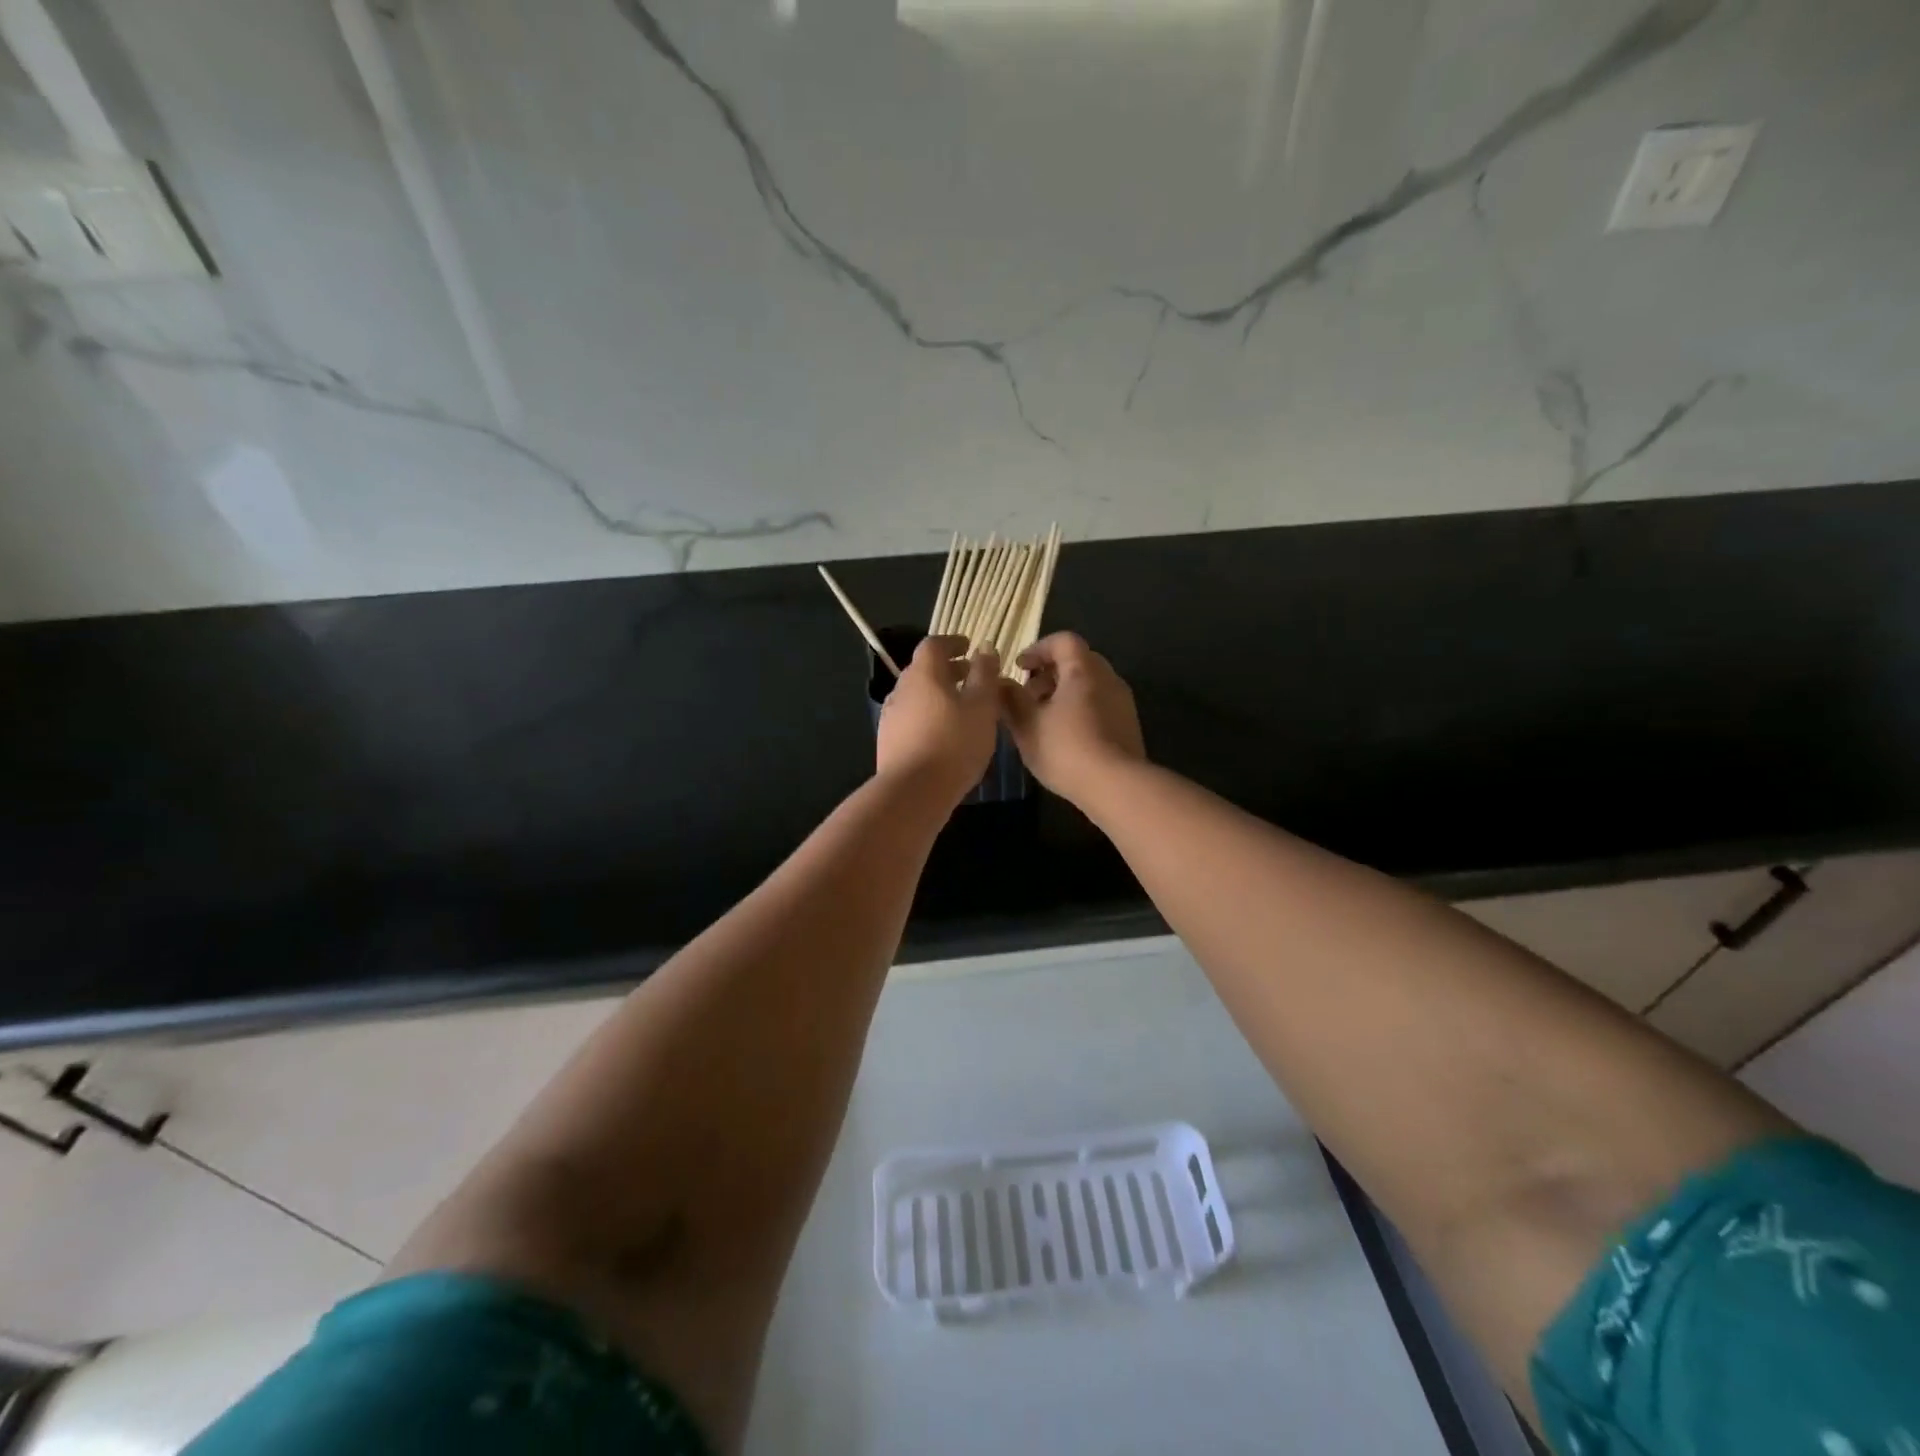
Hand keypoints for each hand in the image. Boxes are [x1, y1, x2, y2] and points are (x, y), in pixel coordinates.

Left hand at [875, 635, 1001, 806]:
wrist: (913, 791)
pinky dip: (929, 716)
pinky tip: (945, 735)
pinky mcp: (888, 740)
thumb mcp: (982, 707)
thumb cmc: (954, 743)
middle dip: (948, 670)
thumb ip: (985, 674)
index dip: (953, 643)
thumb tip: (985, 649)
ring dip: (939, 695)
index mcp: (923, 673)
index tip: (970, 649)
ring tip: (962, 709)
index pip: (934, 644)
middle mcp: (901, 688)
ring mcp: (891, 715)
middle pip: (924, 669)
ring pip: (917, 695)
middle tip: (972, 678)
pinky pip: (912, 718)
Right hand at [999, 632, 1145, 804]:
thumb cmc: (1066, 749)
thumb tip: (1000, 683)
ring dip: (1064, 692)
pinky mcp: (1128, 725)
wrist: (1117, 786)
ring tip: (1043, 719)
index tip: (1020, 667)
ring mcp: (1122, 702)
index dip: (1038, 649)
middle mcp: (1108, 678)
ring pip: (1090, 684)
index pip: (1063, 641)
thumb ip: (1010, 699)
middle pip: (1078, 660)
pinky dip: (1080, 708)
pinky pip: (1100, 704)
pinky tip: (1065, 736)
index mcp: (1083, 670)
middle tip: (1028, 694)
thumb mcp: (1027, 725)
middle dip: (1050, 672)